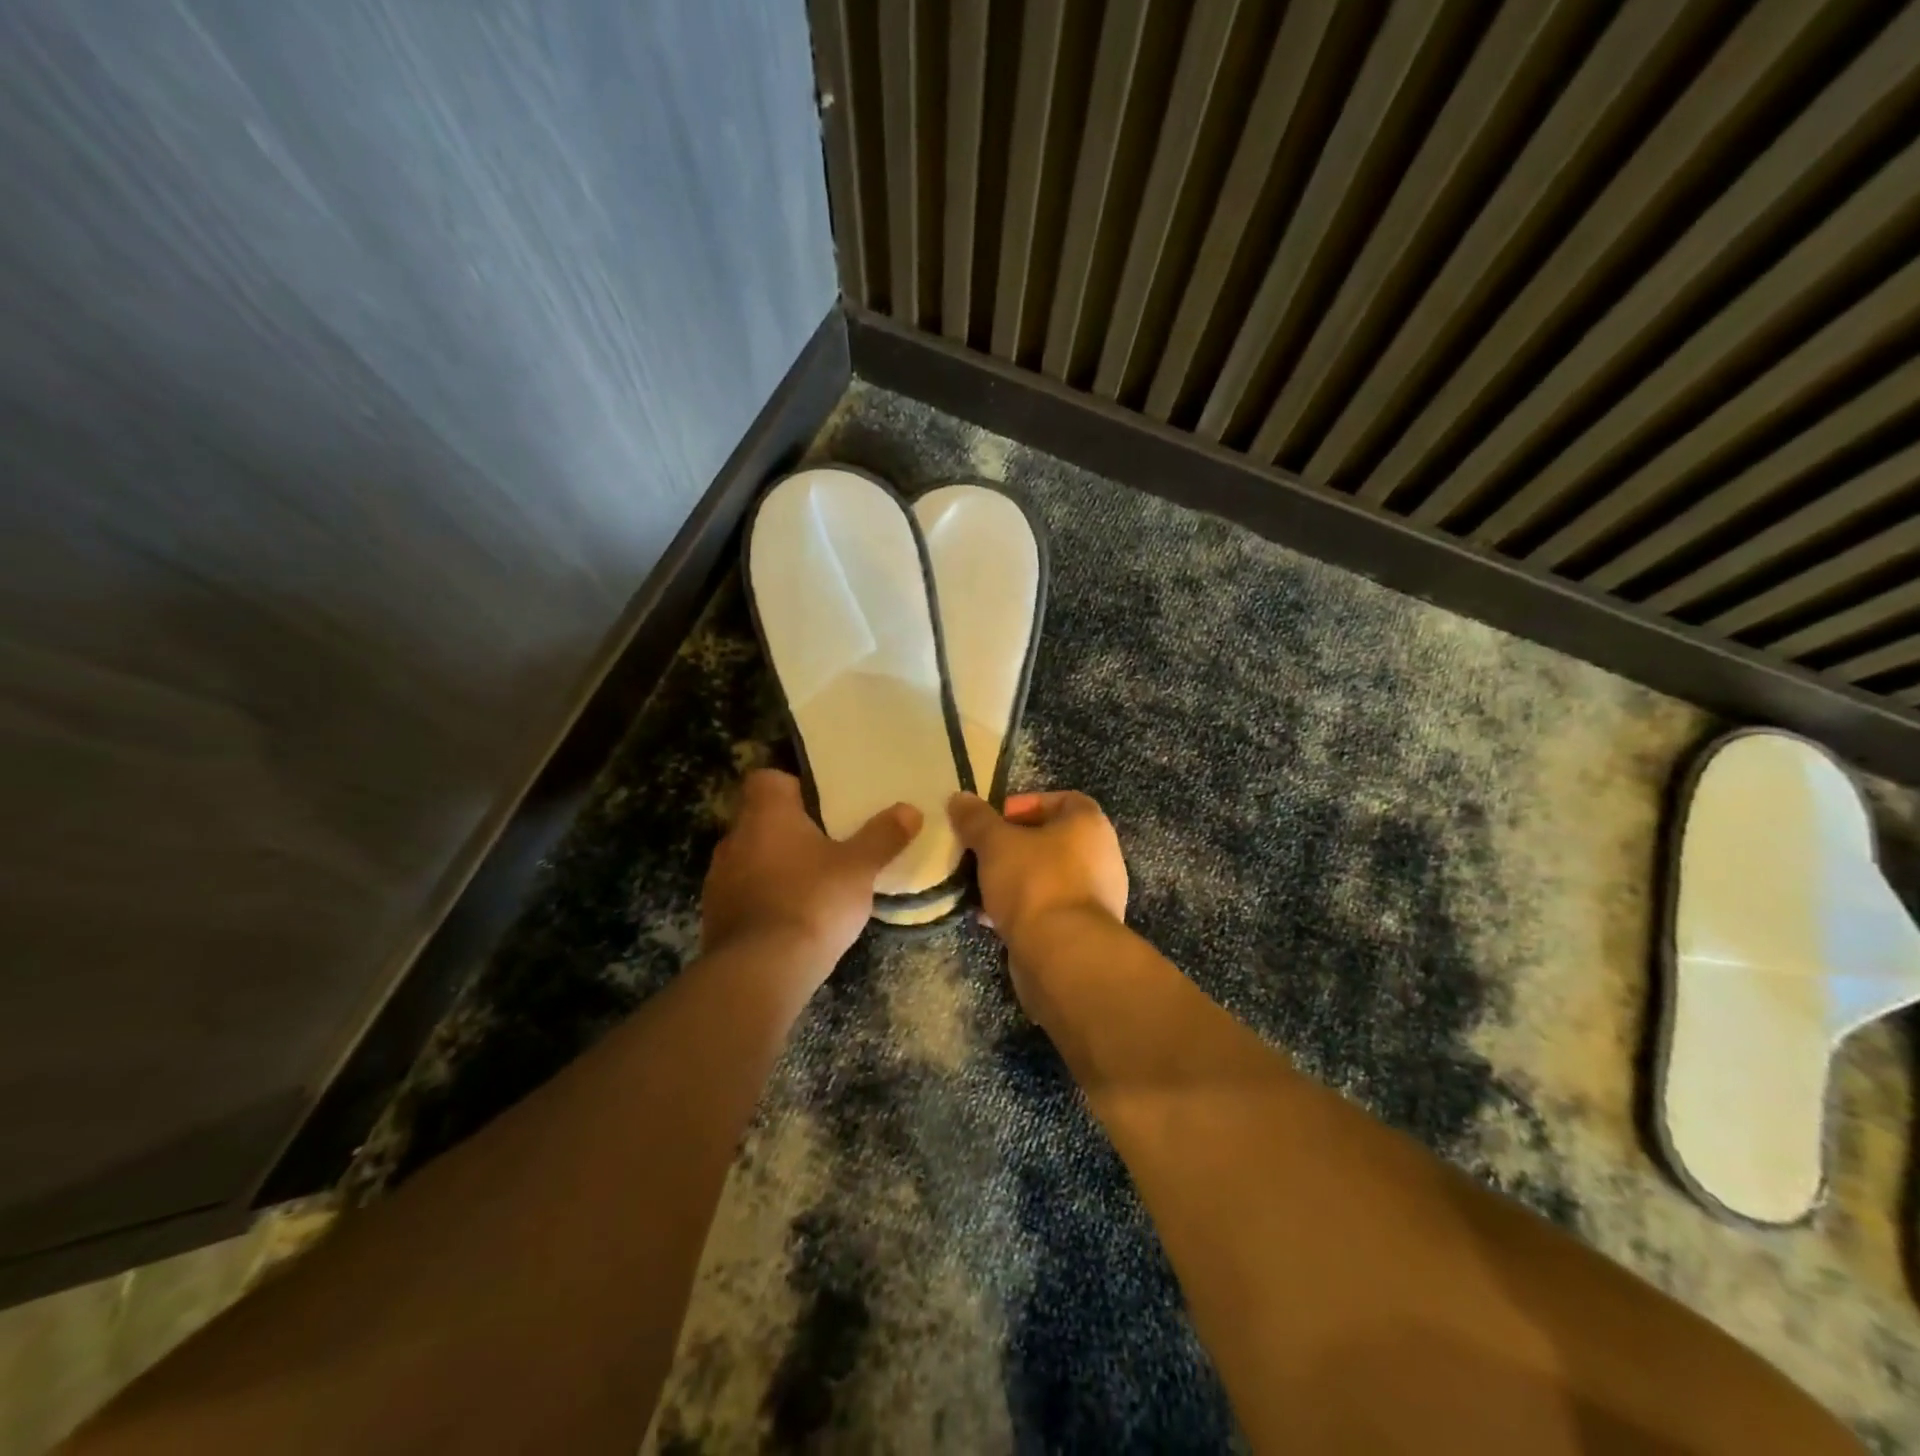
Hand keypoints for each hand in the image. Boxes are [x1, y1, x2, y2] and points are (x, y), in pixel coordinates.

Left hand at [702, 770, 920, 971]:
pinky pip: (742, 894)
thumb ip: (883, 836)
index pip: (766, 779)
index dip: (792, 786)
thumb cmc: (812, 901)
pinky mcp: (714, 916)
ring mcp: (718, 878)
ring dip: (775, 866)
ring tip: (811, 885)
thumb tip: (910, 810)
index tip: (820, 805)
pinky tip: (791, 919)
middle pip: (760, 819)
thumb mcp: (859, 868)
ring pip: (750, 858)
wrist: (759, 971)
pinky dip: (764, 899)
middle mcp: (734, 838)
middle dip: (790, 830)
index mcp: (766, 814)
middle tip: (827, 845)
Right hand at [947, 790, 1127, 945]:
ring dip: (1015, 878)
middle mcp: (1101, 856)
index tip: (997, 818)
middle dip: (1015, 845)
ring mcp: (1096, 896)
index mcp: (1090, 825)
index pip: (1064, 800)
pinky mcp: (1084, 930)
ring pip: (1048, 876)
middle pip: (1053, 840)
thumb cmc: (1034, 883)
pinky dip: (1023, 907)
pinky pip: (1049, 907)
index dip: (1028, 803)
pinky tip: (990, 917)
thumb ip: (976, 819)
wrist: (1062, 954)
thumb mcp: (995, 843)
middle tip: (983, 851)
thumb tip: (959, 798)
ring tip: (980, 884)